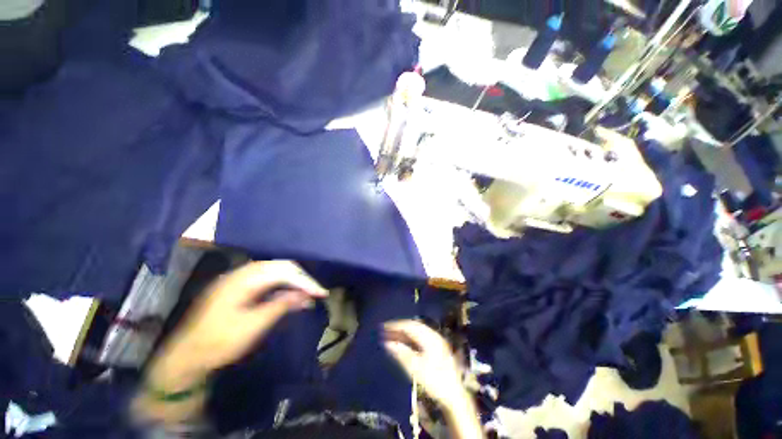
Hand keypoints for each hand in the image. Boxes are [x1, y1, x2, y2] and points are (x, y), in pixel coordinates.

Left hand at [165, 260, 327, 371]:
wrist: (186, 356)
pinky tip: (289, 297)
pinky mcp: (239, 288)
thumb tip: (305, 294)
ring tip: (307, 295)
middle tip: (316, 293)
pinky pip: (266, 281)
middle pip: (281, 267)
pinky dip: (281, 287)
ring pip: (275, 273)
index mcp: (244, 279)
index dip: (304, 281)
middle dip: (301, 279)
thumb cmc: (219, 342)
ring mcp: (239, 279)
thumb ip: (280, 305)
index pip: (284, 272)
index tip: (321, 293)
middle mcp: (242, 273)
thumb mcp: (253, 325)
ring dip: (292, 282)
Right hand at [383, 320, 464, 405]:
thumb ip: (401, 353)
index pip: (410, 326)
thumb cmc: (435, 381)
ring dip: (405, 333)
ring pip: (417, 332)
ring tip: (392, 336)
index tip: (384, 327)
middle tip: (386, 330)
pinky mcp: (437, 348)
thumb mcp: (416, 368)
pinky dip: (411, 338)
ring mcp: (437, 341)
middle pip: (414, 326)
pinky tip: (404, 343)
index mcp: (430, 337)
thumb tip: (387, 343)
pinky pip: (421, 338)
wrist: (454, 396)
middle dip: (400, 328)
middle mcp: (434, 335)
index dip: (396, 326)